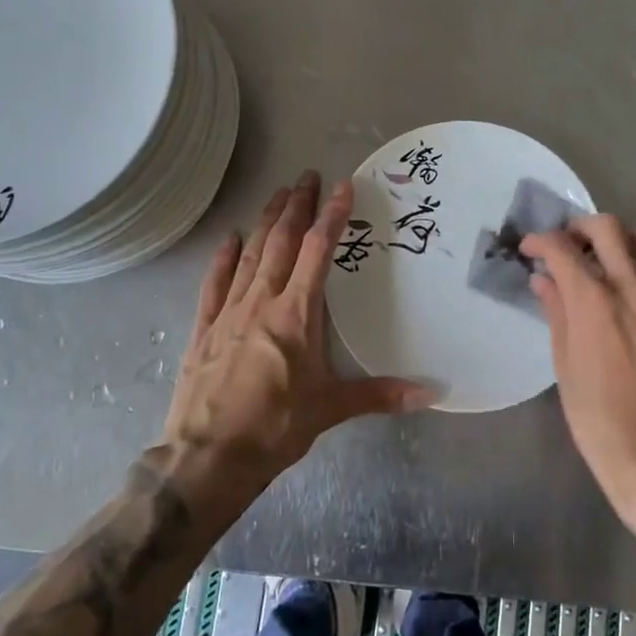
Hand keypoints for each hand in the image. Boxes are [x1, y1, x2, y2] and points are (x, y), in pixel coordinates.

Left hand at [163, 171, 433, 496]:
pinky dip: (224, 258)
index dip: (332, 216)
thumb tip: (431, 394)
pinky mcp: (204, 329)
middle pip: (281, 242)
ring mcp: (228, 312)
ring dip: (265, 222)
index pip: (317, 252)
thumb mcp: (330, 409)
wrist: (206, 458)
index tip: (342, 187)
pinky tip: (230, 239)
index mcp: (296, 314)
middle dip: (297, 207)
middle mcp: (262, 302)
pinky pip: (214, 284)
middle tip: (307, 177)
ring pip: (250, 255)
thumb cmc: (274, 428)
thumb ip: (380, 395)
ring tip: (278, 194)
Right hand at [522, 215, 635, 532]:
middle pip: (607, 227)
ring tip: (607, 258)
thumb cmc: (596, 415)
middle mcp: (631, 288)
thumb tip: (544, 279)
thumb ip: (556, 311)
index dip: (540, 241)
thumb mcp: (564, 363)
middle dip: (579, 228)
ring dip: (621, 239)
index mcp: (593, 302)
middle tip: (567, 246)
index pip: (562, 248)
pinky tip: (635, 282)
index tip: (530, 249)